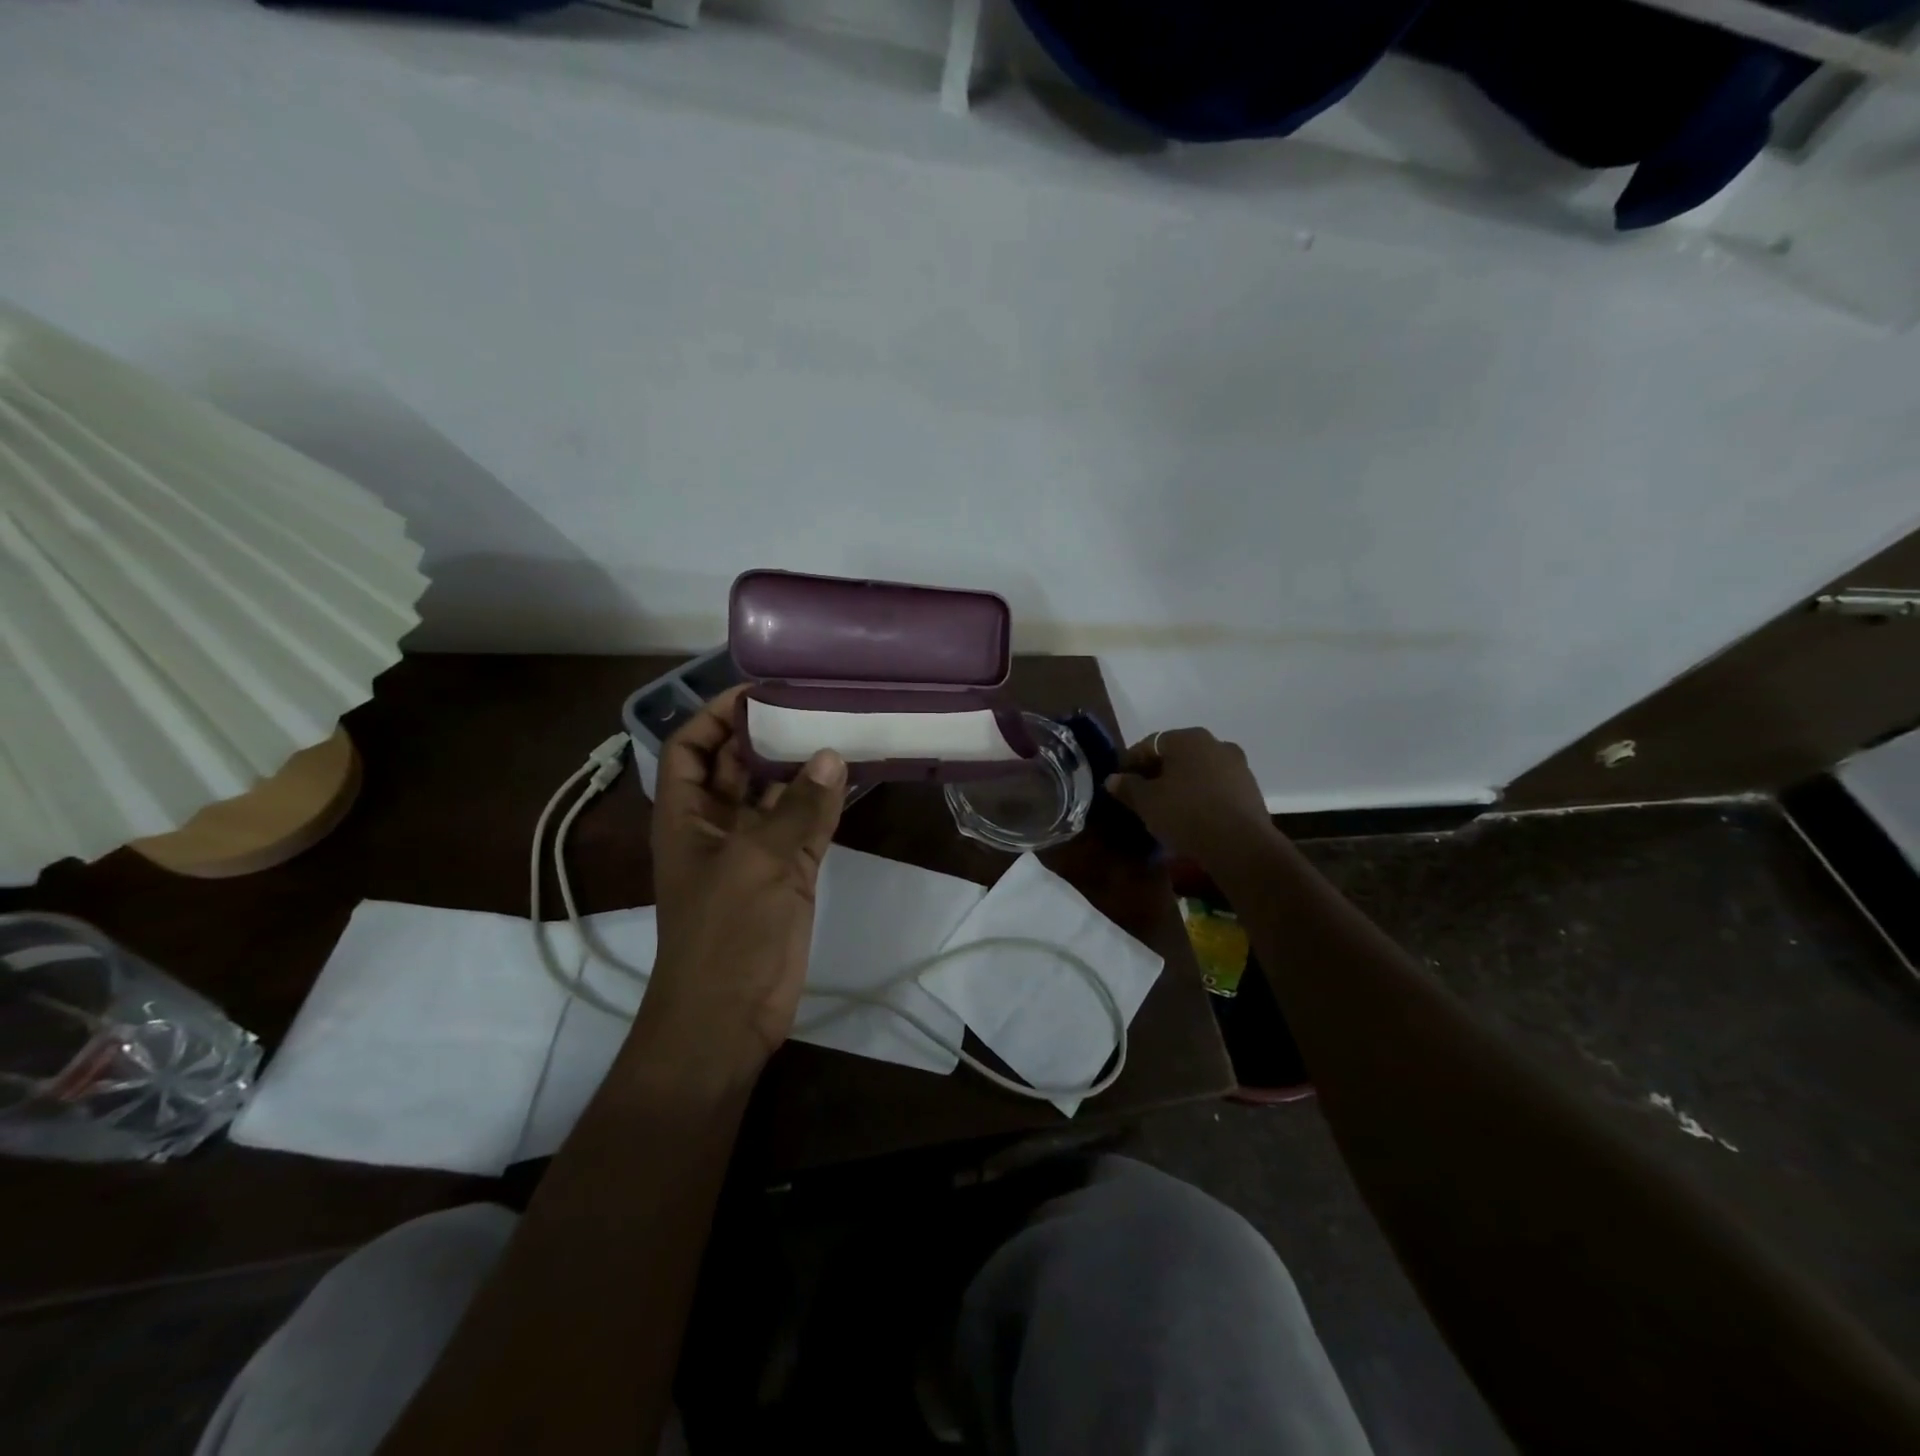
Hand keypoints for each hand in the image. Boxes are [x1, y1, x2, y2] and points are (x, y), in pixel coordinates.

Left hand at [645, 686, 847, 1074]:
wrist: (728, 1016)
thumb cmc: (725, 933)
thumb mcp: (759, 862)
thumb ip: (798, 808)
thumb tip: (831, 755)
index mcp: (685, 815)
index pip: (690, 747)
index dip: (716, 716)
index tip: (759, 691)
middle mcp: (716, 825)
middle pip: (736, 765)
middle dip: (766, 735)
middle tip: (811, 702)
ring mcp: (753, 851)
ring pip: (775, 795)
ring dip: (800, 768)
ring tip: (838, 728)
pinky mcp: (785, 875)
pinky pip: (804, 828)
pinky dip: (823, 805)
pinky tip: (851, 778)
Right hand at [1104, 727, 1275, 869]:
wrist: (1241, 846)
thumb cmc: (1186, 814)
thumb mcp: (1146, 802)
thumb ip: (1127, 787)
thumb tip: (1113, 779)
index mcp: (1188, 738)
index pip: (1149, 744)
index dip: (1130, 762)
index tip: (1120, 783)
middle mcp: (1215, 743)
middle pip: (1176, 755)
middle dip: (1157, 773)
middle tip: (1142, 796)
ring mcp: (1238, 766)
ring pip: (1198, 771)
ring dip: (1181, 784)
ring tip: (1167, 808)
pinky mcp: (1251, 789)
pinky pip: (1216, 787)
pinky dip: (1201, 796)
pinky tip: (1192, 817)